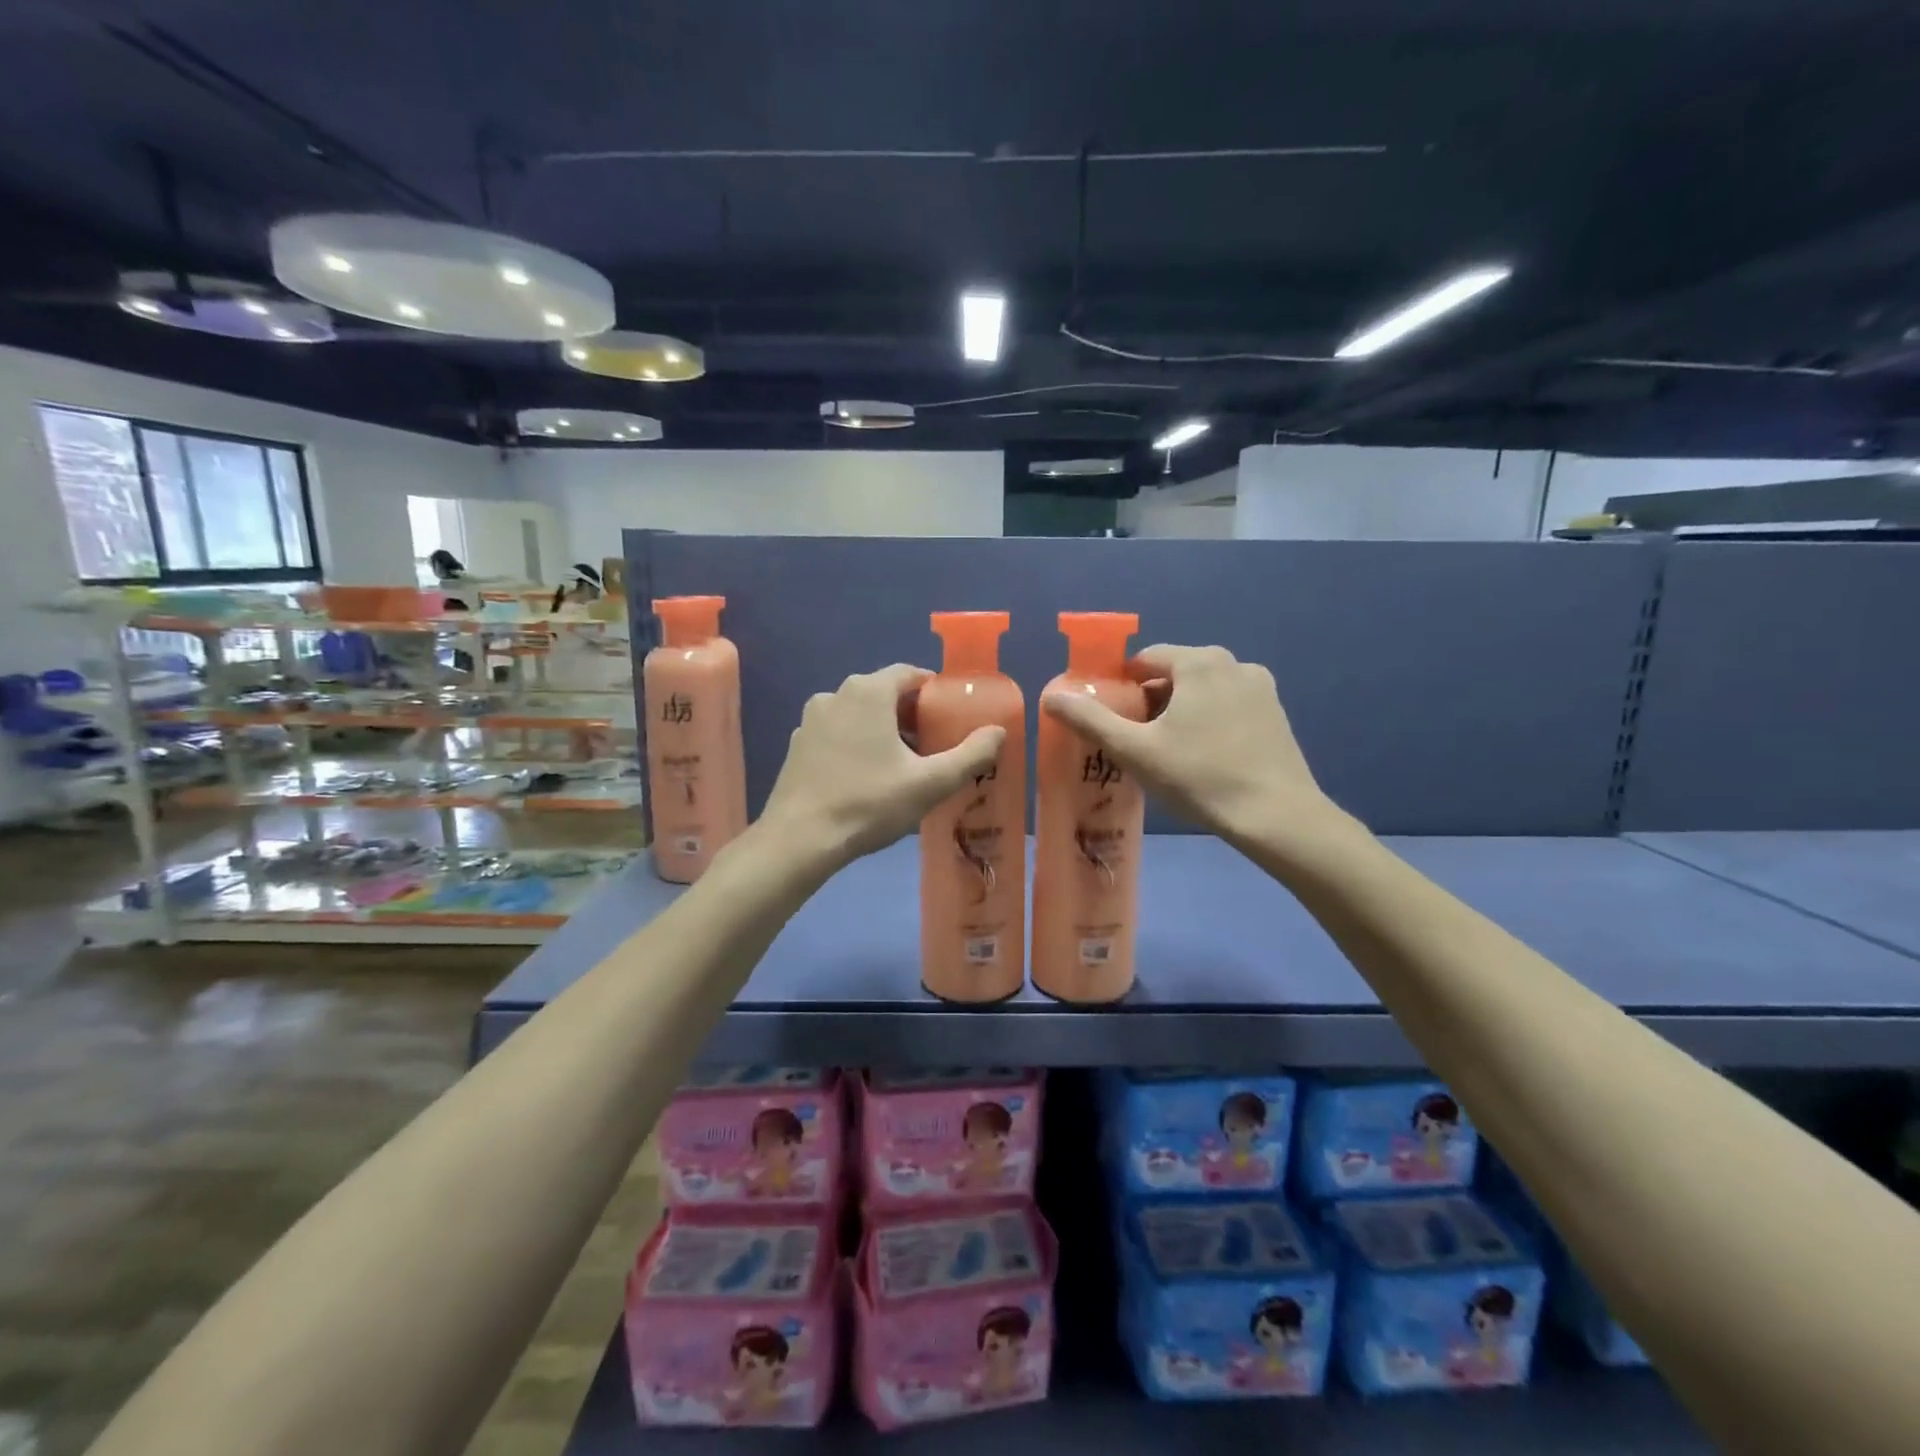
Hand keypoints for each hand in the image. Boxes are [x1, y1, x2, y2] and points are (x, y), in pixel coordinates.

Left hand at [759, 664, 1004, 872]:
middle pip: (883, 693)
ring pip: (858, 713)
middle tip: (931, 745)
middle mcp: (836, 694)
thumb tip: (998, 731)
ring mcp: (811, 719)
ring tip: (900, 764)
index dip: (933, 691)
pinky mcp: (797, 744)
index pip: (909, 674)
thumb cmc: (869, 804)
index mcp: (868, 692)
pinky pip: (836, 733)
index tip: (949, 717)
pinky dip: (854, 743)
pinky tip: (864, 777)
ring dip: (881, 729)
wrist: (800, 839)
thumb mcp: (930, 783)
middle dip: (909, 714)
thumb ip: (970, 755)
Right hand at [1041, 644, 1351, 862]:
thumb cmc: (1200, 777)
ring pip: (1202, 690)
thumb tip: (1051, 696)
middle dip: (1150, 701)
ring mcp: (1260, 687)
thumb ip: (1090, 720)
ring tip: (1168, 752)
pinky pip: (1228, 706)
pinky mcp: (1275, 713)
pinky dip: (1209, 721)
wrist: (1277, 817)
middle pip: (1175, 673)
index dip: (1122, 686)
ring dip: (1180, 711)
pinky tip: (1204, 757)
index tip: (1112, 719)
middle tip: (1136, 741)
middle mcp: (1233, 663)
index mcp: (1199, 662)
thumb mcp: (1135, 750)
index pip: (1145, 659)